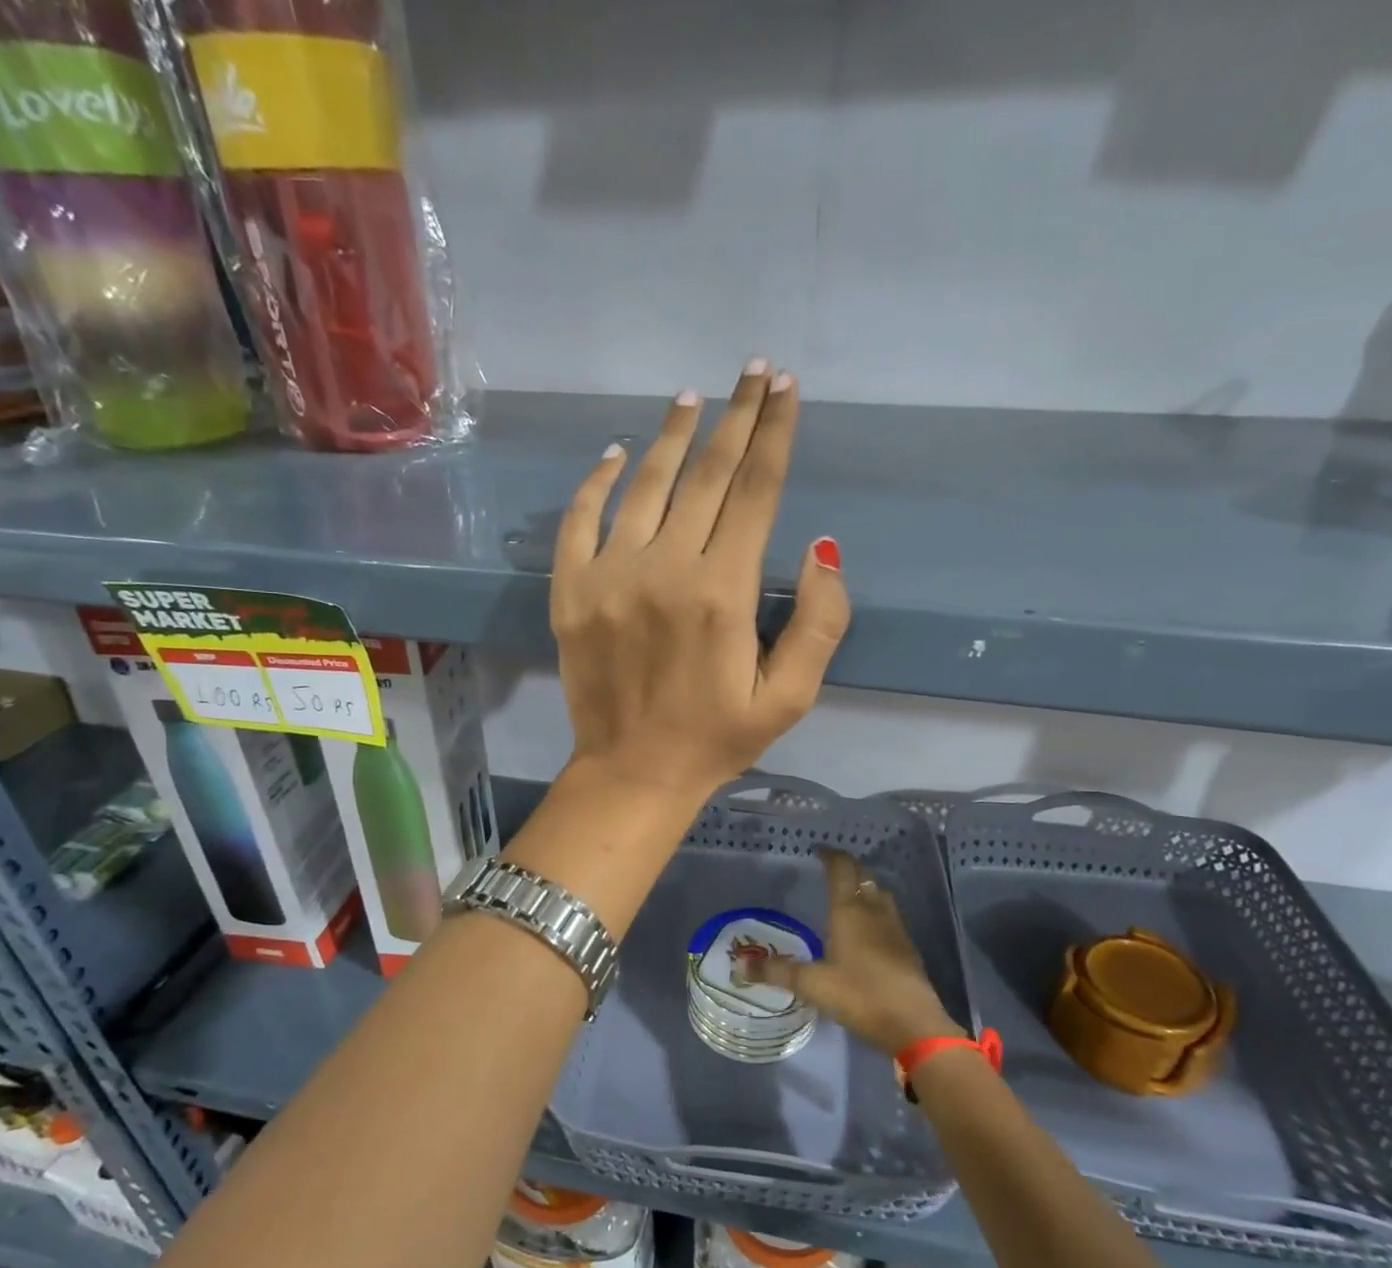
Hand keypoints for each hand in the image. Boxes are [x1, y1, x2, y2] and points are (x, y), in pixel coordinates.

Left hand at [551, 360, 850, 805]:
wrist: (633, 773)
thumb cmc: (718, 739)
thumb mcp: (791, 697)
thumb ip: (820, 623)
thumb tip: (821, 549)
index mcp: (723, 592)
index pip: (756, 490)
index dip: (774, 433)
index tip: (785, 388)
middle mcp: (664, 568)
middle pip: (707, 474)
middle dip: (736, 417)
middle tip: (752, 371)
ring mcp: (609, 575)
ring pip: (645, 485)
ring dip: (672, 436)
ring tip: (693, 399)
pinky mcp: (570, 591)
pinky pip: (580, 520)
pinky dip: (596, 481)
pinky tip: (615, 453)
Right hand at [745, 847, 965, 1055]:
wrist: (914, 1022)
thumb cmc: (859, 994)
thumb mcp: (812, 984)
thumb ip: (778, 972)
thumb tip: (741, 965)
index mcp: (849, 910)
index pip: (841, 869)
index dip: (830, 856)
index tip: (818, 851)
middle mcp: (873, 910)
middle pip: (863, 876)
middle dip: (848, 867)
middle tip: (831, 868)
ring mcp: (895, 927)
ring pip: (879, 894)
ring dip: (865, 886)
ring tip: (849, 893)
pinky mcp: (907, 946)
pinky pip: (889, 915)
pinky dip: (876, 909)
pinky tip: (868, 927)